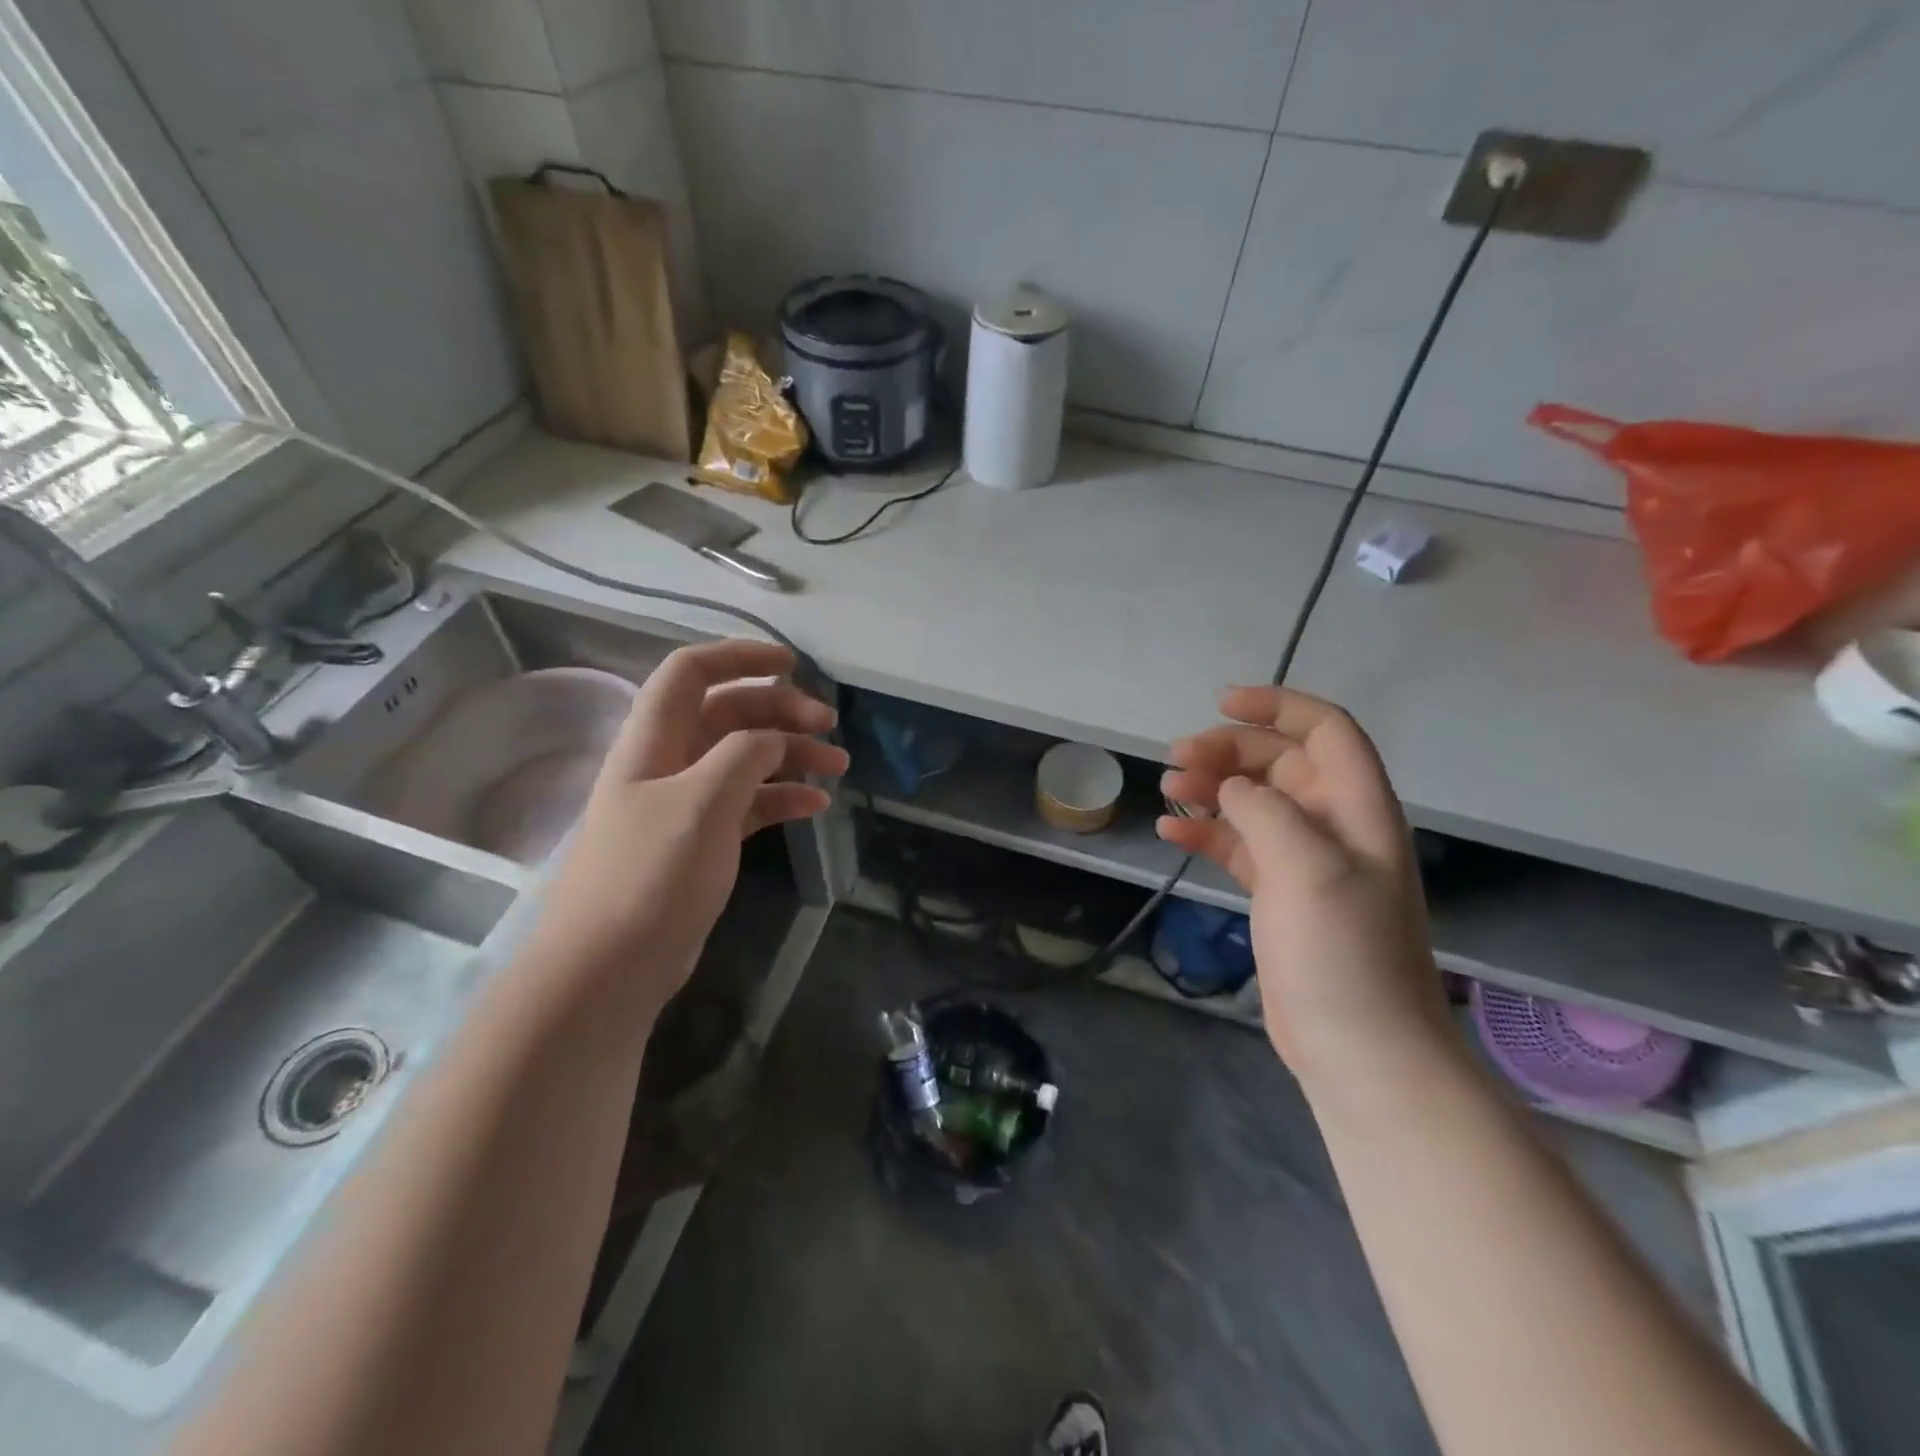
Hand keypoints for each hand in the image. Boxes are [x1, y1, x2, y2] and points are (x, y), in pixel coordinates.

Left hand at [522, 640, 847, 1025]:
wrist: (608, 969)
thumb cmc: (649, 877)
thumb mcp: (700, 804)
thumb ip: (742, 756)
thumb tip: (773, 738)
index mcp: (654, 741)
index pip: (691, 673)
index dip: (739, 657)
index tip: (792, 664)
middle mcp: (668, 763)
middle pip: (727, 714)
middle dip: (780, 711)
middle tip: (830, 725)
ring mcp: (685, 804)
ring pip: (744, 759)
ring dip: (790, 755)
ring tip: (838, 767)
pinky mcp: (701, 841)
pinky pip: (748, 803)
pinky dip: (781, 797)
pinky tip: (815, 805)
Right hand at [1157, 686, 1444, 1076]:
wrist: (1358, 1049)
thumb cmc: (1341, 952)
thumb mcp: (1307, 868)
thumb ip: (1265, 811)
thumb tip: (1231, 788)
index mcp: (1357, 808)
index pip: (1326, 730)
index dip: (1278, 706)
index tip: (1221, 703)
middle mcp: (1333, 825)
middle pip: (1279, 763)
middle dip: (1229, 751)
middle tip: (1176, 759)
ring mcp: (1305, 862)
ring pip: (1253, 802)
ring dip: (1210, 789)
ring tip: (1168, 790)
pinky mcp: (1279, 894)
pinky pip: (1238, 845)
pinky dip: (1206, 833)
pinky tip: (1171, 833)